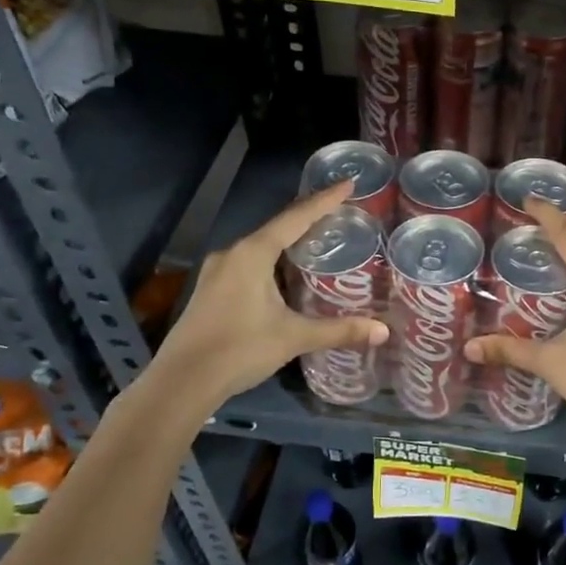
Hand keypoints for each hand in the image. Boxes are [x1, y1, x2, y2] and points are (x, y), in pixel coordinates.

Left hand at [150, 181, 388, 410]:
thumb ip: (339, 330)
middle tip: (340, 214)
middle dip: (309, 219)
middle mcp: (233, 253)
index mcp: (253, 253)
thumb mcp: (294, 337)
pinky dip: (273, 261)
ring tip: (319, 241)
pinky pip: (250, 263)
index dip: (325, 200)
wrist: (183, 381)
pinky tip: (287, 274)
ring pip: (261, 247)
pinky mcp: (211, 290)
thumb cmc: (240, 349)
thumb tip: (383, 331)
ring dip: (289, 242)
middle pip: (278, 228)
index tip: (348, 183)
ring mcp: (218, 271)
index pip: (296, 217)